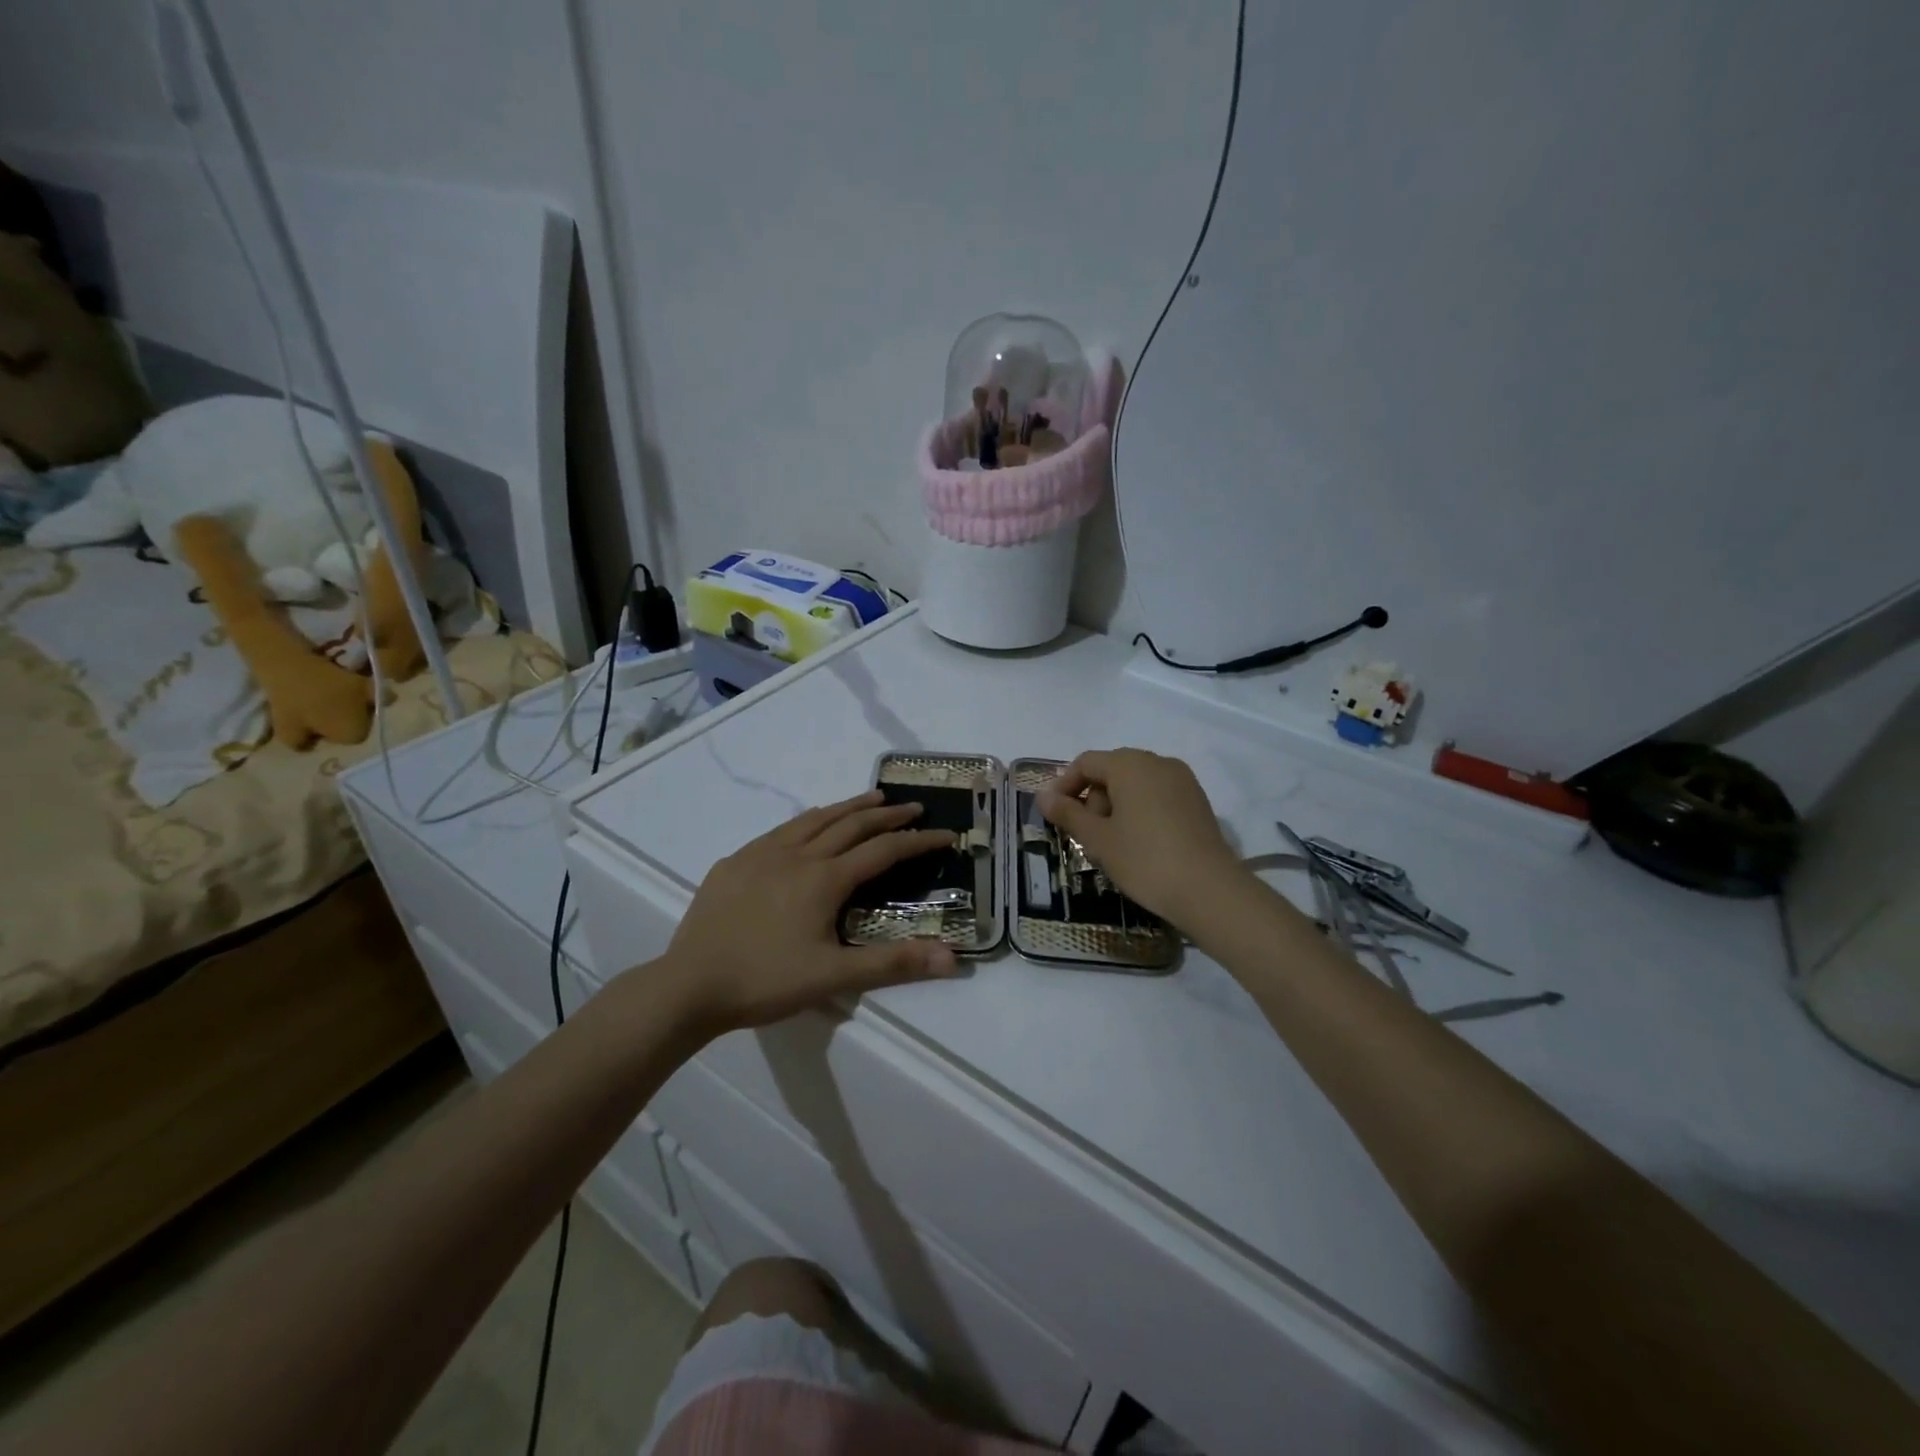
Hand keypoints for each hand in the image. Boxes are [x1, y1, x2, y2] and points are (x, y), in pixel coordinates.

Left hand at [664, 790, 960, 1032]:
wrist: (689, 985)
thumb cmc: (765, 981)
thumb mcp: (833, 977)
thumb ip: (894, 964)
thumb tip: (953, 959)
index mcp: (824, 879)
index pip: (884, 850)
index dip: (918, 840)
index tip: (946, 833)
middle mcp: (797, 855)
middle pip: (850, 824)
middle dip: (886, 814)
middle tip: (912, 807)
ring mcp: (762, 854)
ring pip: (814, 819)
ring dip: (848, 807)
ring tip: (870, 798)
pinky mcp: (734, 863)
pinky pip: (781, 830)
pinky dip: (808, 820)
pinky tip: (807, 825)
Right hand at [1038, 749, 1241, 924]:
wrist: (1209, 890)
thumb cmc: (1144, 859)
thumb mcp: (1097, 839)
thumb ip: (1067, 813)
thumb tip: (1043, 796)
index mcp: (1130, 764)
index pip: (1086, 763)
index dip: (1064, 785)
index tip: (1054, 815)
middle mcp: (1158, 762)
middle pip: (1112, 770)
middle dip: (1092, 798)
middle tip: (1085, 835)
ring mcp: (1183, 781)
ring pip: (1136, 784)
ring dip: (1116, 807)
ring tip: (1111, 844)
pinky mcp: (1198, 801)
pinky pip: (1158, 796)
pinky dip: (1140, 812)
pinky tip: (1140, 844)